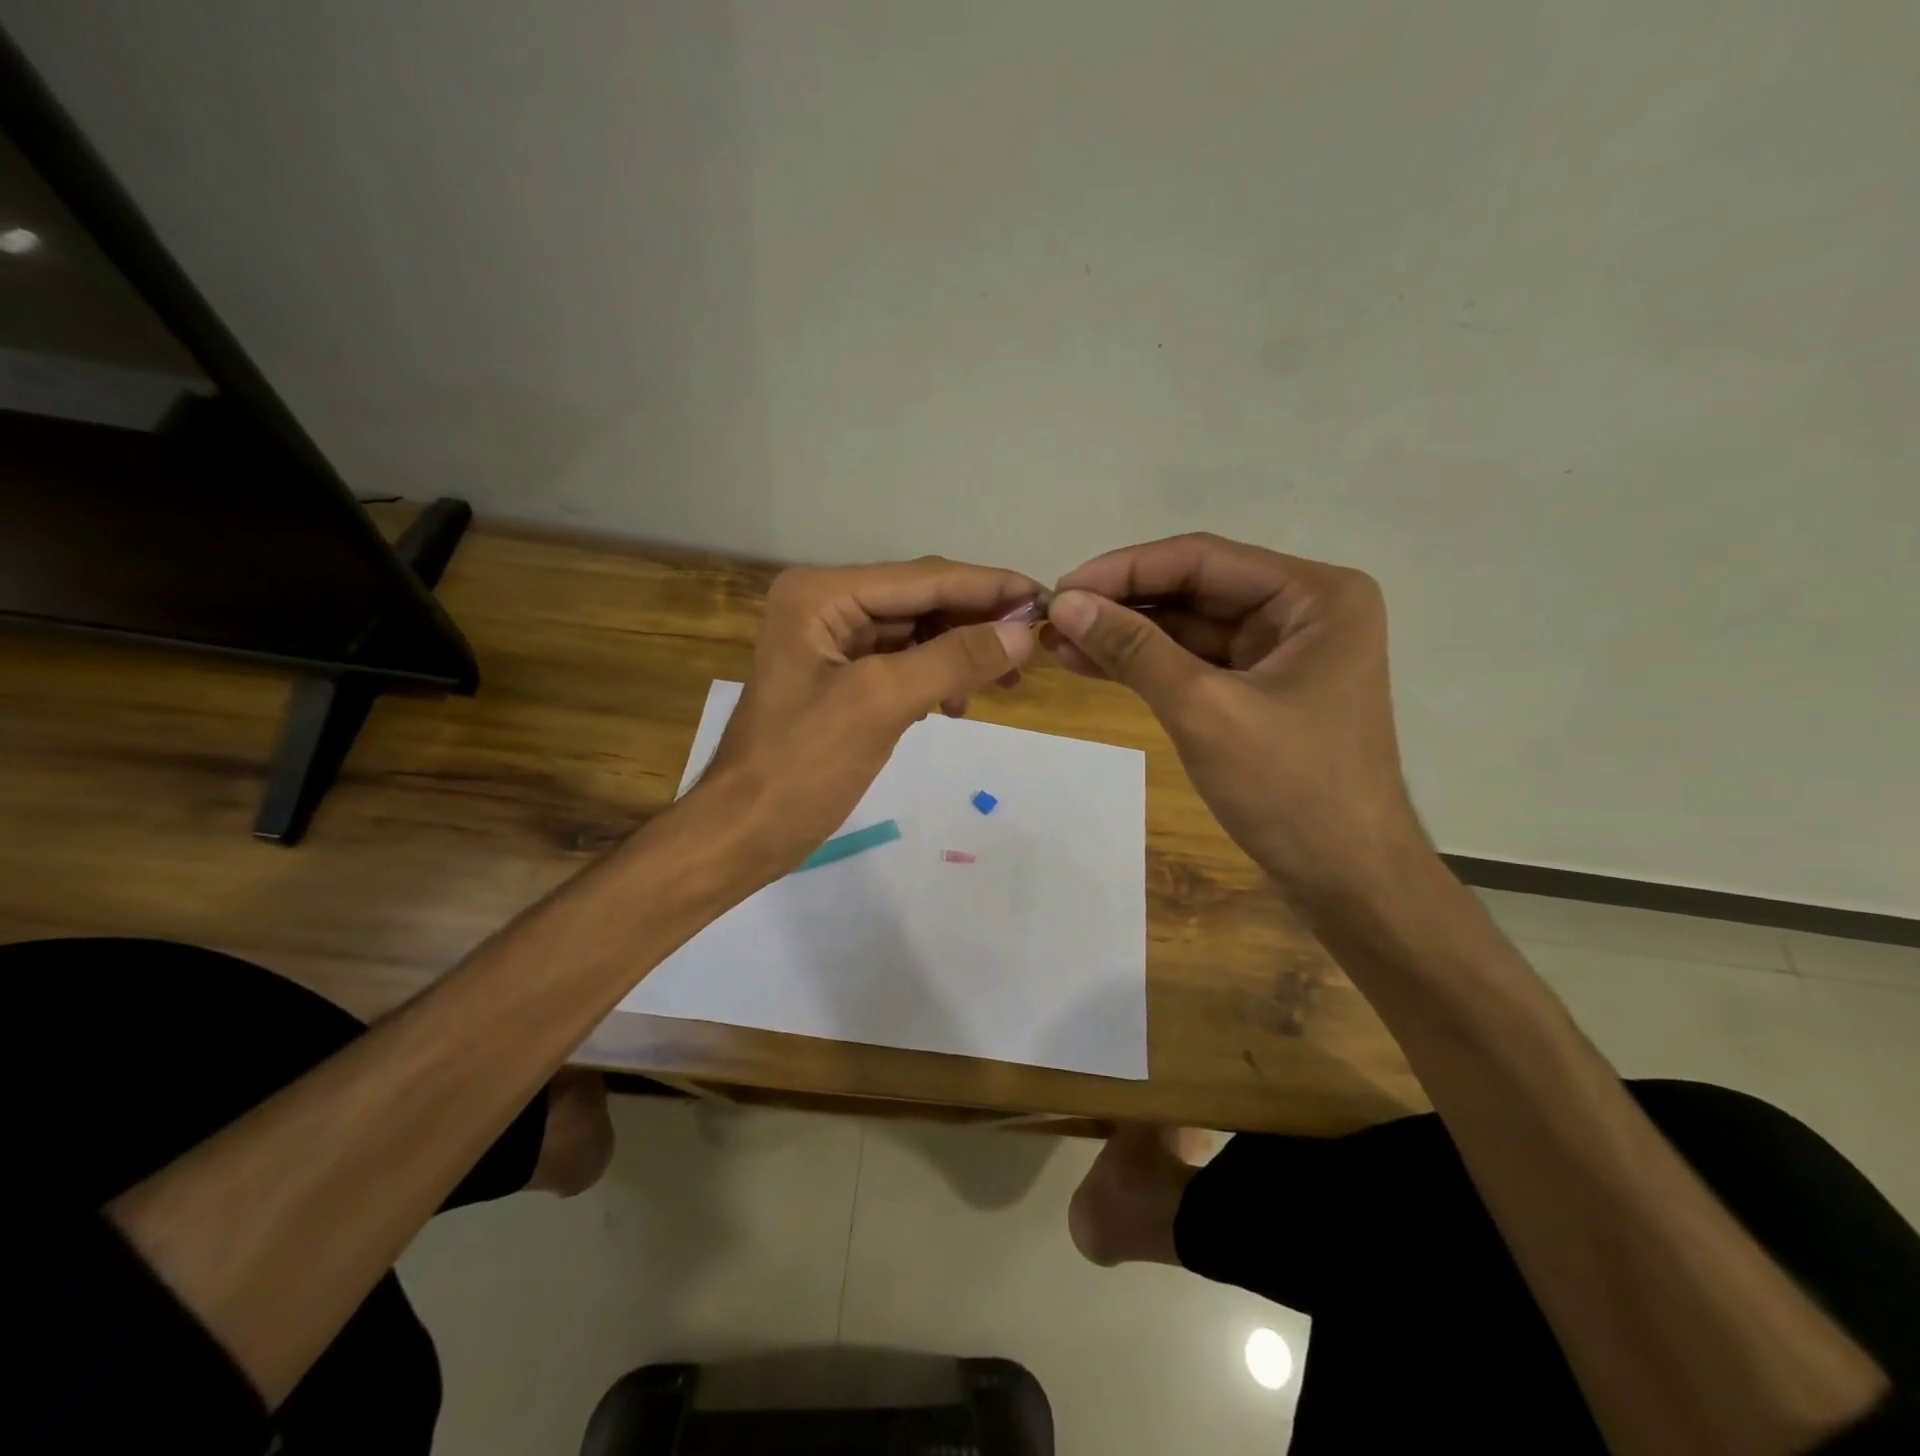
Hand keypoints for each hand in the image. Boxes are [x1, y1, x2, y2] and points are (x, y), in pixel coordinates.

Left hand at [699, 557, 1040, 879]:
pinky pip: (903, 664)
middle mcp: (825, 606)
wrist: (743, 832)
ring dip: (961, 653)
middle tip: (1035, 645)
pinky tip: (957, 706)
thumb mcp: (881, 704)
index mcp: (821, 595)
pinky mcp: (842, 679)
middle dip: (978, 621)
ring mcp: (832, 643)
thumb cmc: (802, 766)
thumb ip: (954, 660)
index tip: (1047, 599)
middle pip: (921, 600)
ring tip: (1008, 681)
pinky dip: (936, 678)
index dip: (989, 587)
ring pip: (916, 633)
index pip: (922, 578)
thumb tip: (1023, 630)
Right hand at [1044, 533, 1424, 901]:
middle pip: (1195, 591)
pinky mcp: (1261, 690)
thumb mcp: (1204, 710)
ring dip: (1126, 636)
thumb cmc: (1291, 790)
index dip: (1125, 570)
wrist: (1347, 881)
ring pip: (1189, 629)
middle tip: (1053, 618)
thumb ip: (1134, 650)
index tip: (1061, 587)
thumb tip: (1065, 603)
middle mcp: (1303, 611)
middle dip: (1122, 605)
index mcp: (1315, 596)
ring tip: (1058, 643)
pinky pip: (1194, 664)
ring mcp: (1282, 653)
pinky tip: (1092, 664)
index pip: (1203, 560)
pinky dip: (1146, 666)